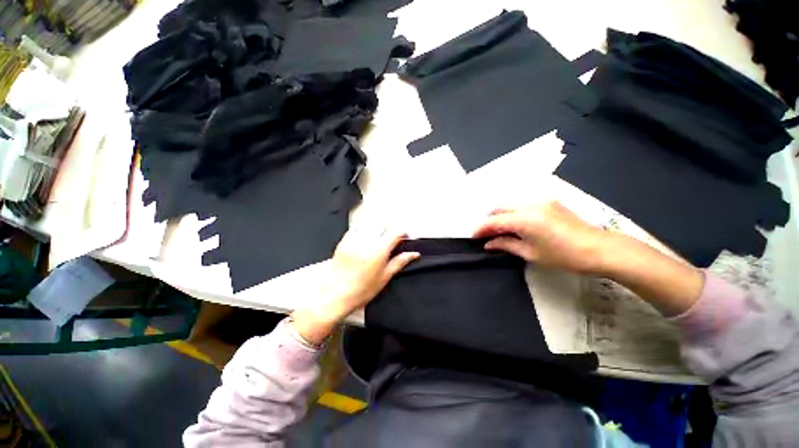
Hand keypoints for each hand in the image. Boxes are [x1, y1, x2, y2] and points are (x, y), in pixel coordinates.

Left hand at [291, 226, 419, 345]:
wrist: (337, 294)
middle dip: (390, 229)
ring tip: (379, 238)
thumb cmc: (363, 289)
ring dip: (378, 228)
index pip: (396, 231)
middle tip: (392, 240)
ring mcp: (354, 239)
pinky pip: (357, 228)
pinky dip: (364, 229)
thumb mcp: (385, 276)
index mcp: (379, 250)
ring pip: (370, 224)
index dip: (403, 232)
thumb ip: (400, 261)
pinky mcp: (344, 240)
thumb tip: (415, 253)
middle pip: (383, 224)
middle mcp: (367, 240)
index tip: (405, 238)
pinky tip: (365, 238)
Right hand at [472, 201, 608, 273]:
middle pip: (499, 209)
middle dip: (489, 221)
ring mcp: (540, 201)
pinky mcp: (548, 202)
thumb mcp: (530, 253)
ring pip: (510, 206)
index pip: (493, 221)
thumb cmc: (563, 256)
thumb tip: (488, 243)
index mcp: (524, 219)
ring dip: (501, 217)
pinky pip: (522, 206)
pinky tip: (517, 226)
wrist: (599, 249)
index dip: (480, 229)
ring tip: (500, 232)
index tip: (472, 237)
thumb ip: (505, 244)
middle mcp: (529, 205)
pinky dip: (513, 215)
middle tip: (486, 236)